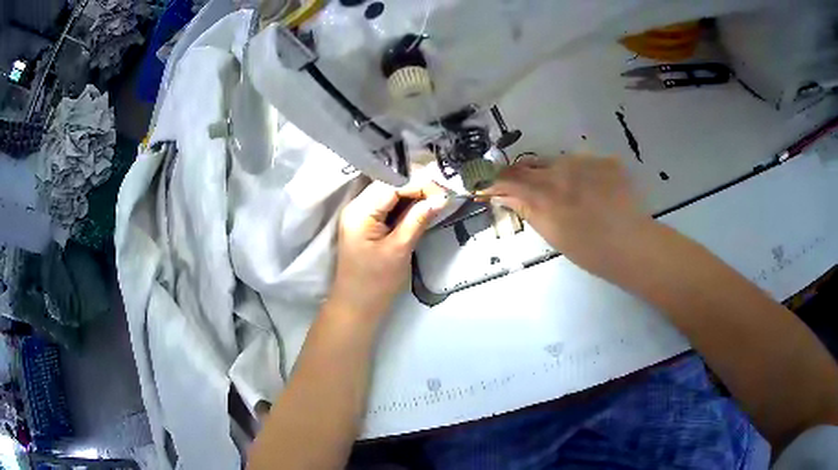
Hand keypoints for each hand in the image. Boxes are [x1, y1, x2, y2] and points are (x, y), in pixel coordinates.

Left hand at [330, 181, 448, 320]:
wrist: (357, 306)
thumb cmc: (376, 282)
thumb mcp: (400, 249)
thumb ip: (418, 219)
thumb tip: (442, 198)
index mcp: (360, 212)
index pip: (392, 185)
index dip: (419, 184)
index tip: (444, 192)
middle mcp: (356, 206)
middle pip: (390, 185)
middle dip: (417, 187)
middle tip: (443, 196)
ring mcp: (360, 213)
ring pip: (390, 193)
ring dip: (413, 195)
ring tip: (437, 200)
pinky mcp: (366, 222)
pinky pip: (387, 205)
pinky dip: (405, 205)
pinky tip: (422, 209)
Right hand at [484, 155, 650, 278]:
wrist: (631, 244)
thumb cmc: (589, 249)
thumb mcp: (552, 233)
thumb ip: (526, 209)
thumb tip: (504, 195)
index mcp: (544, 192)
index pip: (509, 178)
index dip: (495, 180)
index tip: (487, 184)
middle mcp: (561, 169)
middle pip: (531, 164)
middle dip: (522, 174)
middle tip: (523, 189)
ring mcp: (585, 162)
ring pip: (557, 162)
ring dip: (551, 173)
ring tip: (563, 193)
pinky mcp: (604, 161)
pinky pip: (583, 163)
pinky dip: (578, 174)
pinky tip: (589, 191)